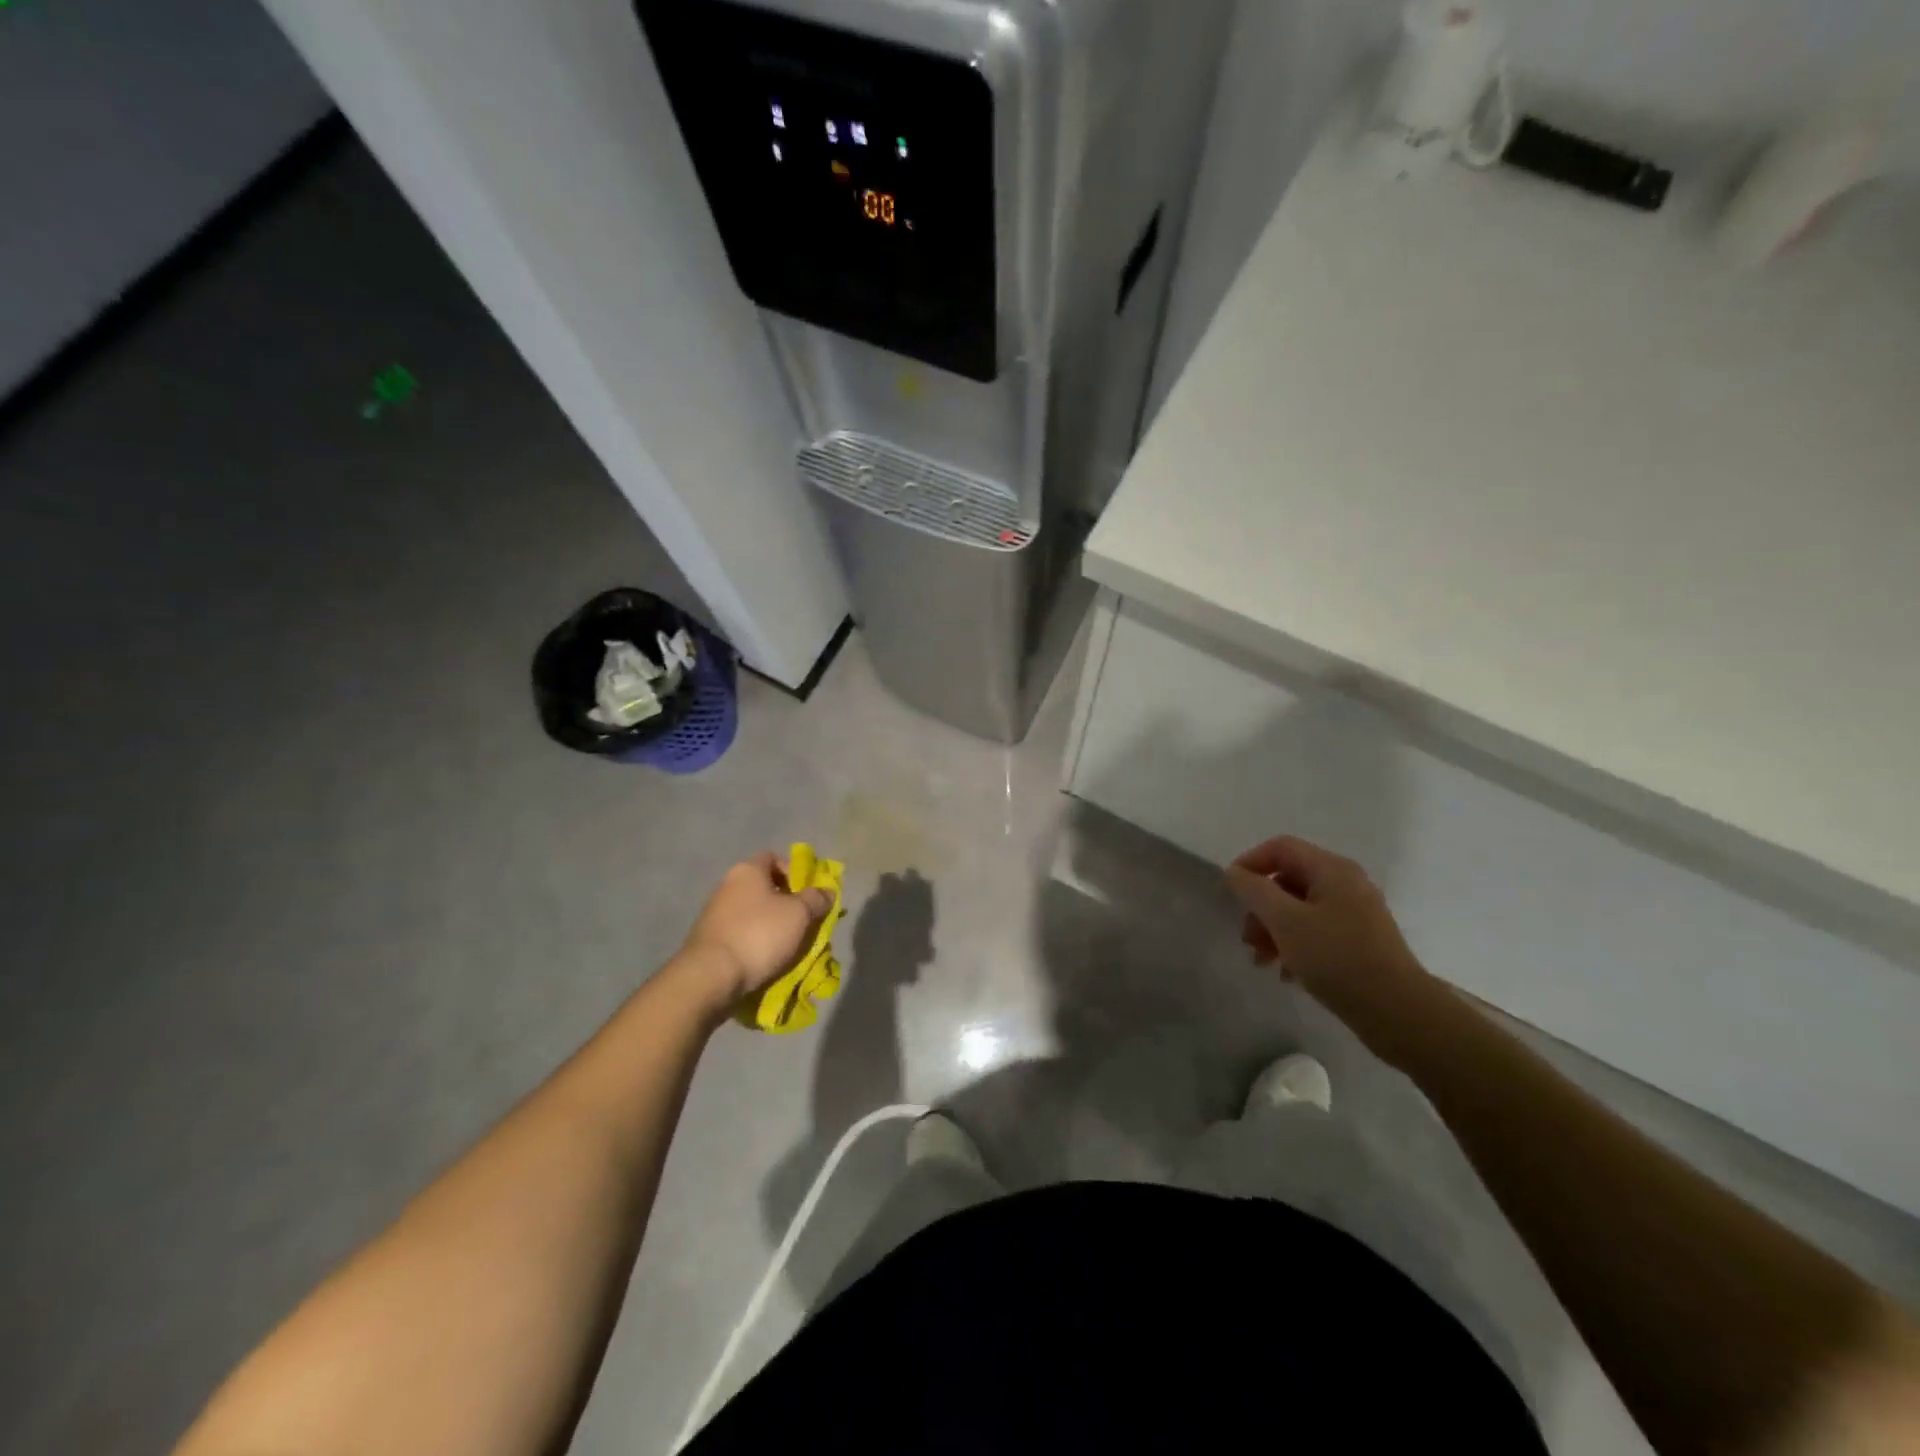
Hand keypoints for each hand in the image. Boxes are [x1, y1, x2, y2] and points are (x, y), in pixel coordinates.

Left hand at [677, 853, 832, 1009]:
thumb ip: (816, 899)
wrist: (710, 977)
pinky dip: (756, 944)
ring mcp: (714, 914)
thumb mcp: (799, 914)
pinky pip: (741, 935)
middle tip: (805, 923)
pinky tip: (767, 960)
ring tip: (790, 947)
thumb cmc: (759, 934)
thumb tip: (827, 891)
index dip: (794, 872)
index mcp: (747, 870)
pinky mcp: (709, 941)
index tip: (809, 893)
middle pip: (764, 888)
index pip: (773, 858)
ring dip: (772, 927)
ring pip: (754, 914)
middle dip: (787, 904)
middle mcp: (727, 886)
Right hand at [1225, 836, 1433, 1061]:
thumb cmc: (1337, 959)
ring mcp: (1356, 913)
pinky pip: (1316, 931)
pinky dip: (1295, 945)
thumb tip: (1236, 872)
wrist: (1399, 1013)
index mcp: (1332, 869)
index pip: (1280, 848)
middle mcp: (1347, 884)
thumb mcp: (1286, 921)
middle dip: (1260, 907)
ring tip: (1262, 961)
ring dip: (1273, 930)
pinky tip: (1287, 973)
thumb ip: (1255, 891)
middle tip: (1247, 938)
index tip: (1230, 893)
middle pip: (1288, 880)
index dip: (1250, 863)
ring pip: (1299, 909)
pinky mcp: (1360, 942)